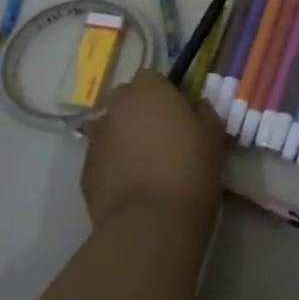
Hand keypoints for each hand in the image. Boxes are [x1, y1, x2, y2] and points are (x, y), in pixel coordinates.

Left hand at [78, 70, 226, 228]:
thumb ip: (205, 113)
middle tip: (161, 135)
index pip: (150, 76)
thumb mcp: (213, 137)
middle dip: (139, 110)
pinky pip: (103, 156)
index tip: (177, 111)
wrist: (151, 223)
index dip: (163, 92)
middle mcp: (117, 107)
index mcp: (150, 92)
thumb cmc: (191, 171)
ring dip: (125, 136)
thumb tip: (198, 106)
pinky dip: (114, 163)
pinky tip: (132, 184)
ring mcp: (97, 138)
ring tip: (146, 163)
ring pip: (112, 127)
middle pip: (126, 99)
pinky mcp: (85, 169)